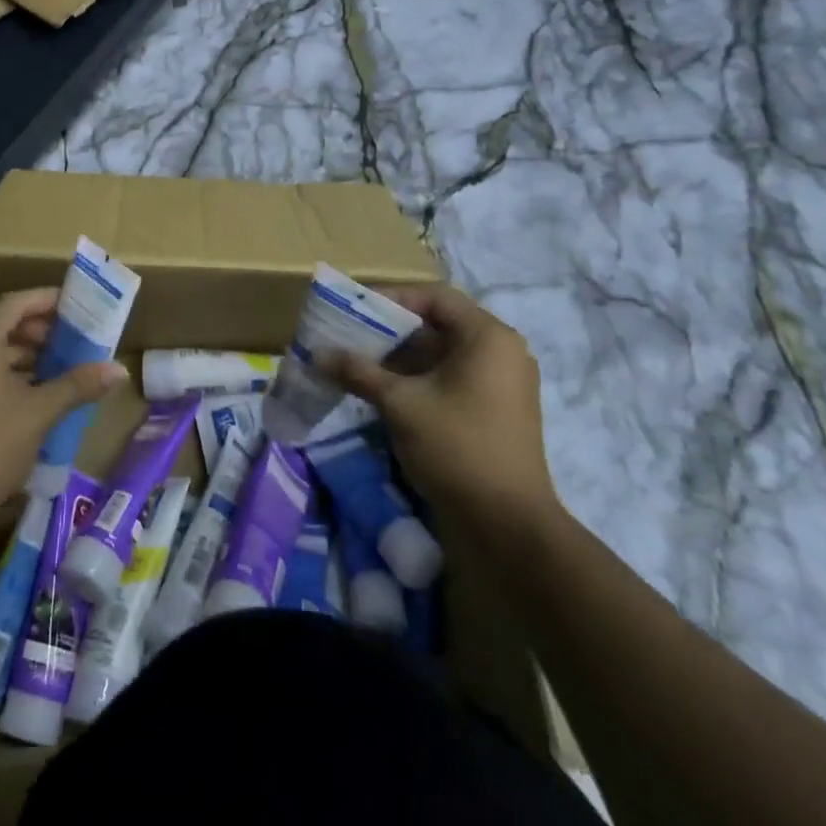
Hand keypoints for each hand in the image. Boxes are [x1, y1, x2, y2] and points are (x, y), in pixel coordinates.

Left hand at [0, 288, 127, 532]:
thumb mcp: (39, 412)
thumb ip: (78, 385)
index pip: (17, 302)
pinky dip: (5, 371)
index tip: (79, 306)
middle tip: (64, 337)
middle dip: (33, 325)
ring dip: (20, 350)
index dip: (49, 300)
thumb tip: (121, 370)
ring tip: (55, 365)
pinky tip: (31, 392)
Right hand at [322, 284, 561, 549]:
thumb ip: (359, 372)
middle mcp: (502, 352)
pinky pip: (453, 379)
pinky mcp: (496, 411)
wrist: (508, 528)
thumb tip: (317, 354)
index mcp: (488, 337)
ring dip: (402, 358)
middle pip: (439, 325)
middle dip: (392, 331)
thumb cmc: (457, 448)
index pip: (435, 297)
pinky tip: (384, 392)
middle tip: (352, 337)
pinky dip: (420, 380)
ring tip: (360, 365)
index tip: (357, 311)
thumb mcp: (400, 404)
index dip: (393, 298)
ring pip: (443, 355)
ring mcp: (503, 384)